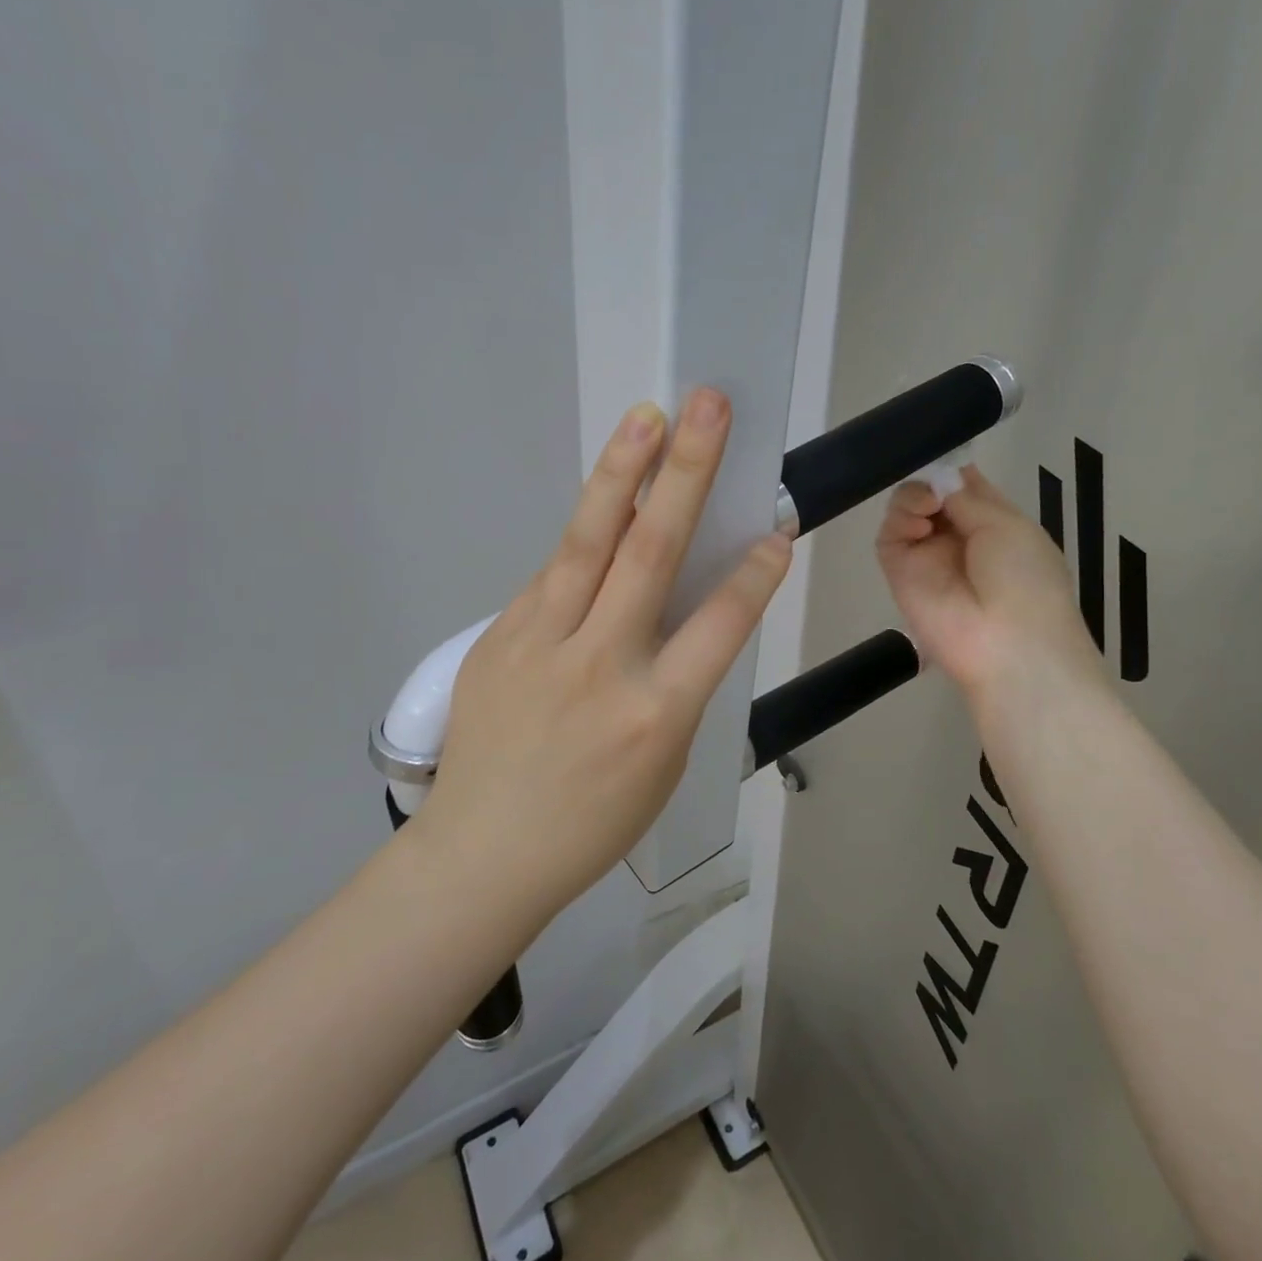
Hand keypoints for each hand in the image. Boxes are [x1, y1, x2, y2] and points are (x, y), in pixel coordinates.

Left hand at [418, 389, 791, 917]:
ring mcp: (541, 644)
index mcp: (656, 714)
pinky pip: (553, 576)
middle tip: (708, 409)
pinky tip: (605, 505)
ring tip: (647, 417)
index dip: (754, 574)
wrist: (483, 851)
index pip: (719, 625)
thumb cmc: (592, 821)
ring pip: (588, 543)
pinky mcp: (499, 636)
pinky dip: (586, 537)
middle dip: (686, 474)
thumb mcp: (662, 762)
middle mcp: (600, 666)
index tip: (778, 528)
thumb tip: (681, 606)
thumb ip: (676, 679)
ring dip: (621, 474)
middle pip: (649, 554)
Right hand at [876, 467, 1104, 711]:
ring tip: (928, 508)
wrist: (1007, 642)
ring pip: (906, 510)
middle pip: (930, 493)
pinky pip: (890, 536)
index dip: (951, 468)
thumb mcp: (1008, 525)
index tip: (941, 453)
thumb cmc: (1024, 579)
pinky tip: (918, 526)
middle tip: (935, 486)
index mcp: (993, 524)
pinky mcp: (899, 572)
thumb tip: (940, 478)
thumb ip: (967, 497)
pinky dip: (899, 521)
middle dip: (929, 480)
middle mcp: (958, 536)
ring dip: (914, 497)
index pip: (963, 486)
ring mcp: (927, 555)